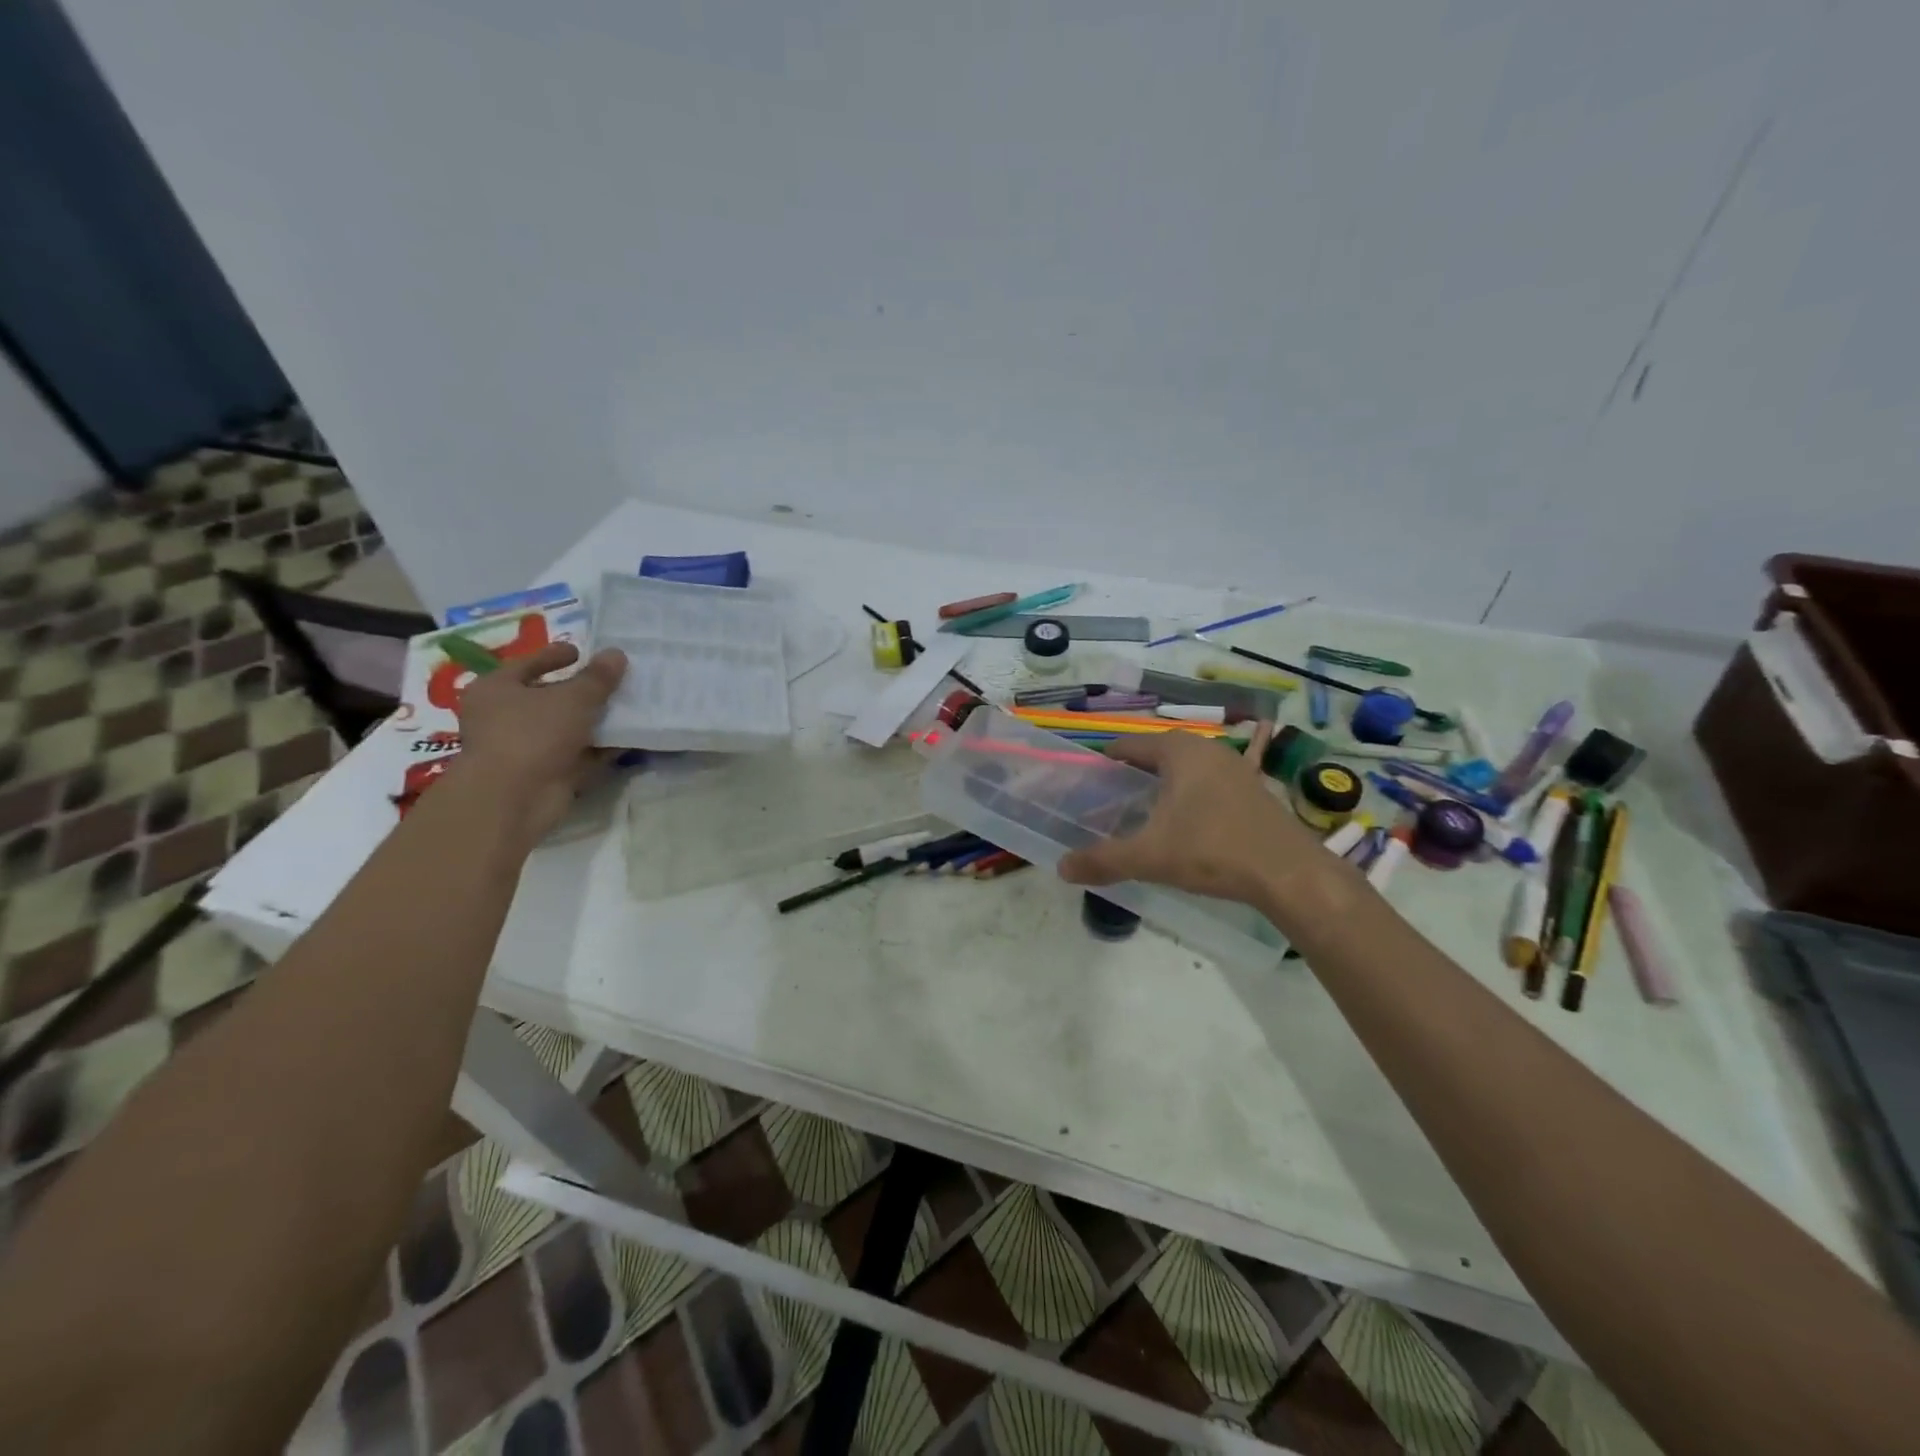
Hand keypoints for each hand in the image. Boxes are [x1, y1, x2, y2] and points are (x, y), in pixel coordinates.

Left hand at [451, 644, 626, 840]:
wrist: (513, 798)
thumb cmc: (532, 734)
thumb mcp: (572, 698)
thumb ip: (597, 677)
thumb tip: (617, 654)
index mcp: (496, 689)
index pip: (527, 664)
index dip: (554, 656)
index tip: (580, 652)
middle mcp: (503, 717)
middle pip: (547, 697)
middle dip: (580, 691)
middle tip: (612, 681)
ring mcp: (523, 748)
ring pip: (564, 728)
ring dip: (593, 721)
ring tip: (628, 708)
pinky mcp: (543, 774)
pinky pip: (576, 755)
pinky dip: (598, 749)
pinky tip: (628, 740)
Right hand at [1057, 726, 1332, 910]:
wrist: (1288, 873)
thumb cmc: (1212, 851)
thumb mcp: (1149, 857)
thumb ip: (1103, 860)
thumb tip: (1062, 867)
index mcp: (1178, 752)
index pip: (1129, 746)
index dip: (1105, 762)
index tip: (1088, 783)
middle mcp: (1207, 749)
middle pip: (1158, 753)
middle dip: (1134, 773)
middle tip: (1111, 800)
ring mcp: (1236, 767)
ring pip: (1187, 767)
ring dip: (1165, 782)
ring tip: (1144, 810)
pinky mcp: (1254, 790)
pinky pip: (1212, 782)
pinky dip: (1194, 793)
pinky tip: (1190, 817)